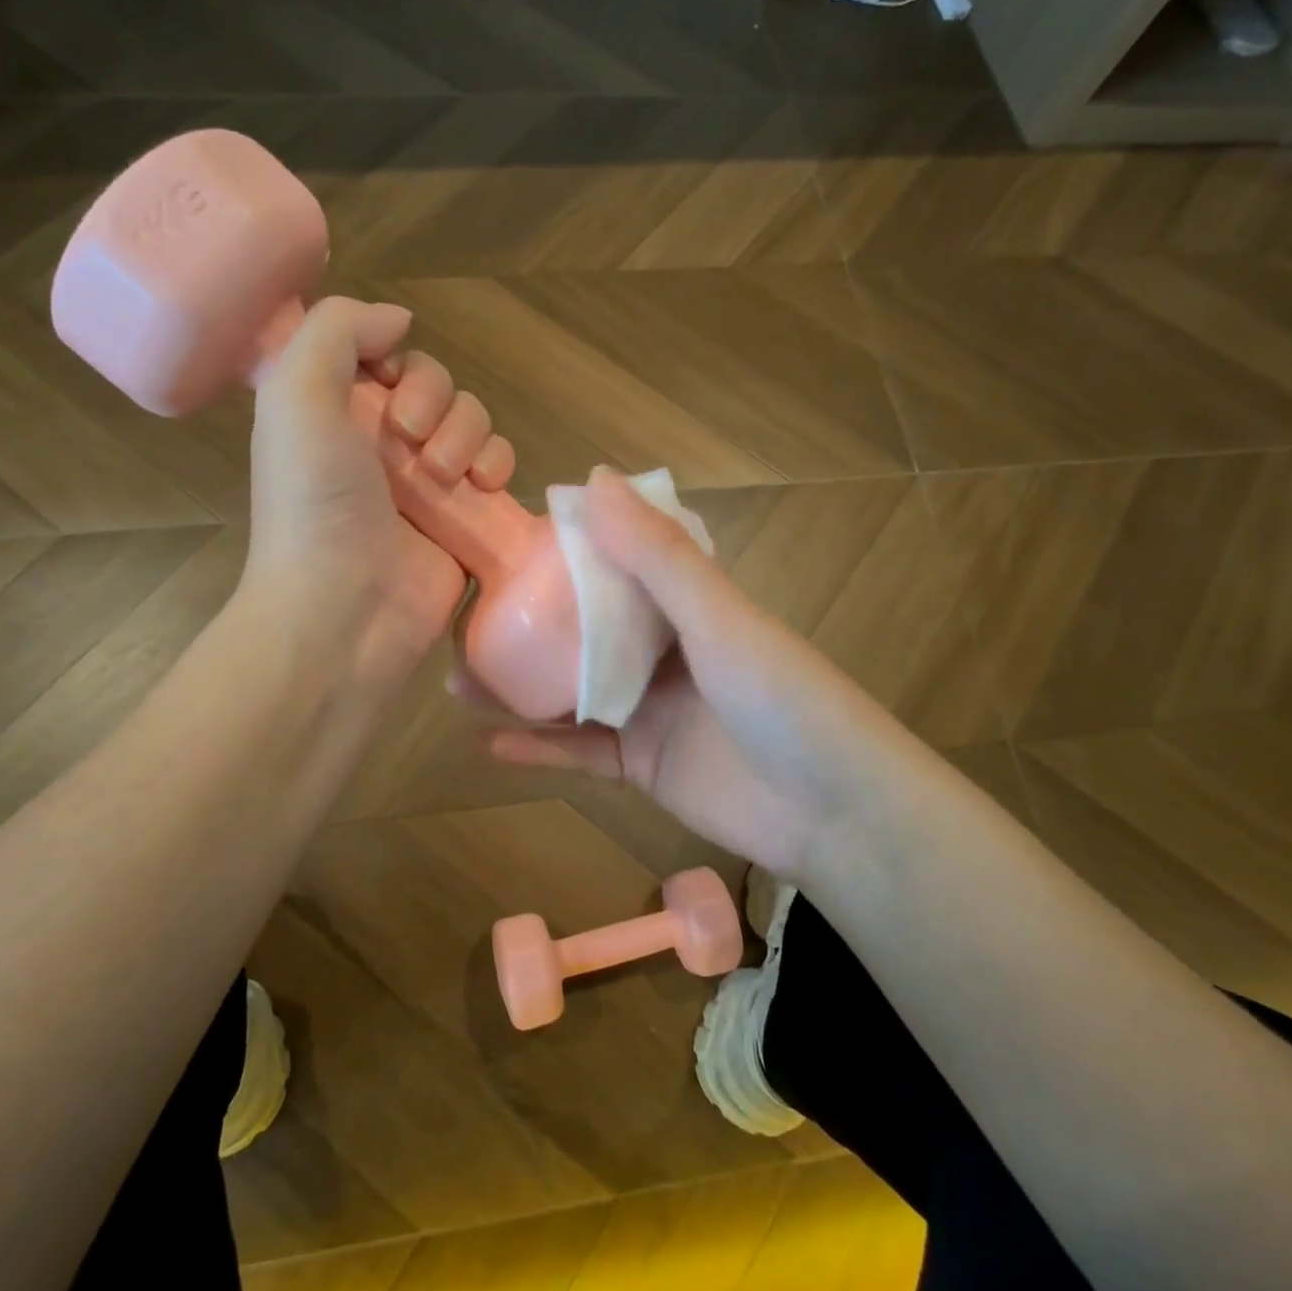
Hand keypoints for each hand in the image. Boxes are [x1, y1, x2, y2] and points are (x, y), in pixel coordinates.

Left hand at [245, 297, 514, 690]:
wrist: (346, 609)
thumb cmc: (313, 502)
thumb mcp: (295, 394)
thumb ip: (337, 330)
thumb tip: (398, 320)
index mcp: (333, 413)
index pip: (382, 356)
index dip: (393, 358)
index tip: (386, 382)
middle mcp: (379, 444)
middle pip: (435, 384)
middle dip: (434, 400)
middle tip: (411, 440)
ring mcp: (426, 483)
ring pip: (471, 421)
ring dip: (467, 433)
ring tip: (445, 475)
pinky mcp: (465, 518)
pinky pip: (498, 466)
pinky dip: (499, 463)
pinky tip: (485, 484)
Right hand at [476, 468, 906, 880]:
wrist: (835, 813)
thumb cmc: (782, 698)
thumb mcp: (718, 617)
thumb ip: (657, 555)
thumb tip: (594, 478)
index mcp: (684, 604)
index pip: (613, 563)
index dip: (560, 549)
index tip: (501, 541)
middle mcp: (661, 651)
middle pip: (580, 630)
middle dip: (525, 623)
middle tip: (464, 616)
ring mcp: (648, 711)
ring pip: (570, 692)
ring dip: (518, 686)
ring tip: (456, 677)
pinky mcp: (642, 766)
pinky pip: (580, 753)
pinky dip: (539, 749)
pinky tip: (489, 742)